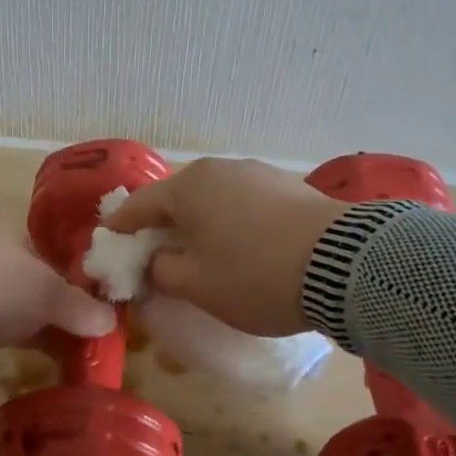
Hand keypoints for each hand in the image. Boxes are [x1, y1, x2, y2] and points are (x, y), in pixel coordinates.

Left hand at [0, 219, 114, 358]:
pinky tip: (19, 353)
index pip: (49, 256)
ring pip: (5, 303)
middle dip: (52, 308)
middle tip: (78, 339)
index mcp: (7, 229)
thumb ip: (79, 307)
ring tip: (58, 354)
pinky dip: (3, 336)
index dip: (72, 284)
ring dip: (29, 325)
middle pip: (27, 281)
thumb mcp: (47, 294)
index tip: (91, 313)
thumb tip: (111, 320)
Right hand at [104, 158, 346, 336]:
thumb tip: (154, 263)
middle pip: (175, 199)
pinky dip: (231, 222)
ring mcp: (257, 173)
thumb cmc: (254, 275)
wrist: (346, 265)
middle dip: (161, 227)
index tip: (109, 247)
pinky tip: (241, 246)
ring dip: (199, 224)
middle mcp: (218, 169)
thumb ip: (160, 272)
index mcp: (186, 188)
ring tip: (201, 253)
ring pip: (212, 200)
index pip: (137, 207)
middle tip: (155, 255)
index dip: (120, 230)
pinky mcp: (289, 186)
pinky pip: (243, 203)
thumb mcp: (196, 285)